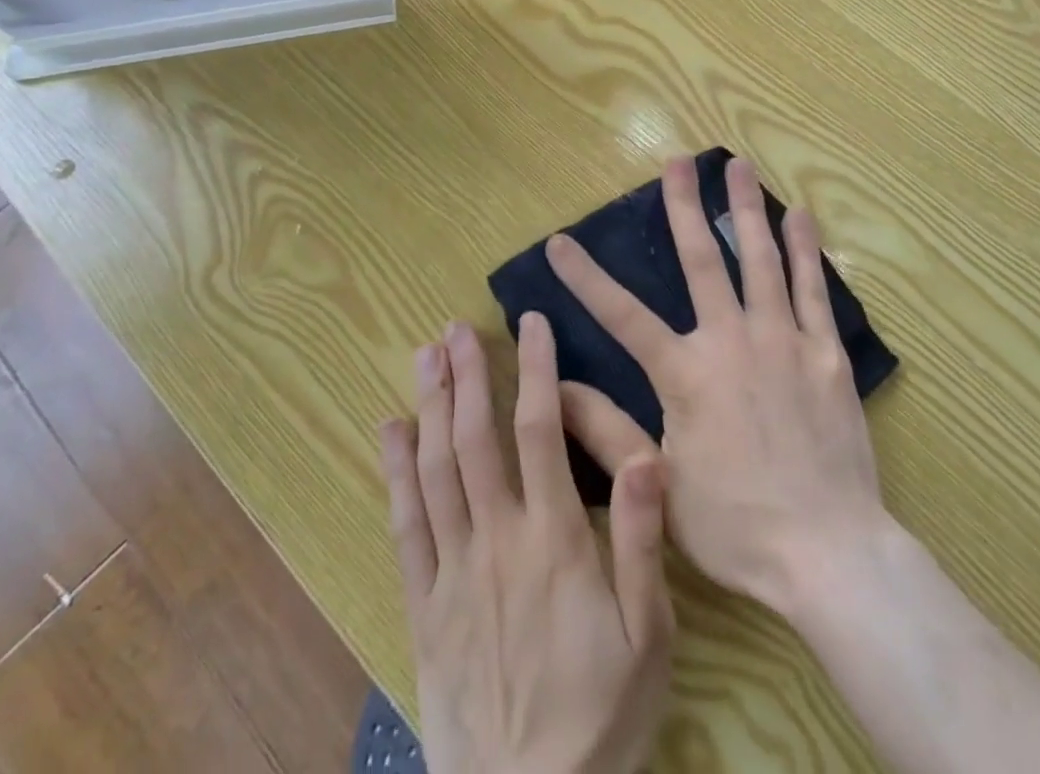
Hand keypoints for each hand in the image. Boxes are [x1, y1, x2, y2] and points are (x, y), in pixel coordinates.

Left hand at [380, 315, 673, 773]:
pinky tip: (390, 431)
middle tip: (455, 326)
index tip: (531, 324)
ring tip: (424, 356)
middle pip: (475, 440)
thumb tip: (649, 455)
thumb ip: (643, 541)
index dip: (535, 370)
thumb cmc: (602, 715)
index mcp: (553, 539)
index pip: (540, 431)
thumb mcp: (648, 634)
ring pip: (435, 471)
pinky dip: (395, 473)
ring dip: (429, 407)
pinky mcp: (424, 606)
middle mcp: (497, 539)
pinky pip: (404, 527)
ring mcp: (453, 572)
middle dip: (466, 376)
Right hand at [549, 156, 888, 617]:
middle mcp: (731, 340)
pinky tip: (800, 215)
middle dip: (684, 207)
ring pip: (761, 259)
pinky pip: (813, 289)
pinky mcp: (825, 352)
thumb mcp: (659, 481)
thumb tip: (553, 389)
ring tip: (739, 165)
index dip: (586, 278)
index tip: (560, 240)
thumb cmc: (736, 524)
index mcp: (686, 373)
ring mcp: (783, 339)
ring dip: (746, 209)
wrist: (828, 552)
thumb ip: (605, 430)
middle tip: (677, 161)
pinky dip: (804, 249)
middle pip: (702, 260)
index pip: (622, 315)